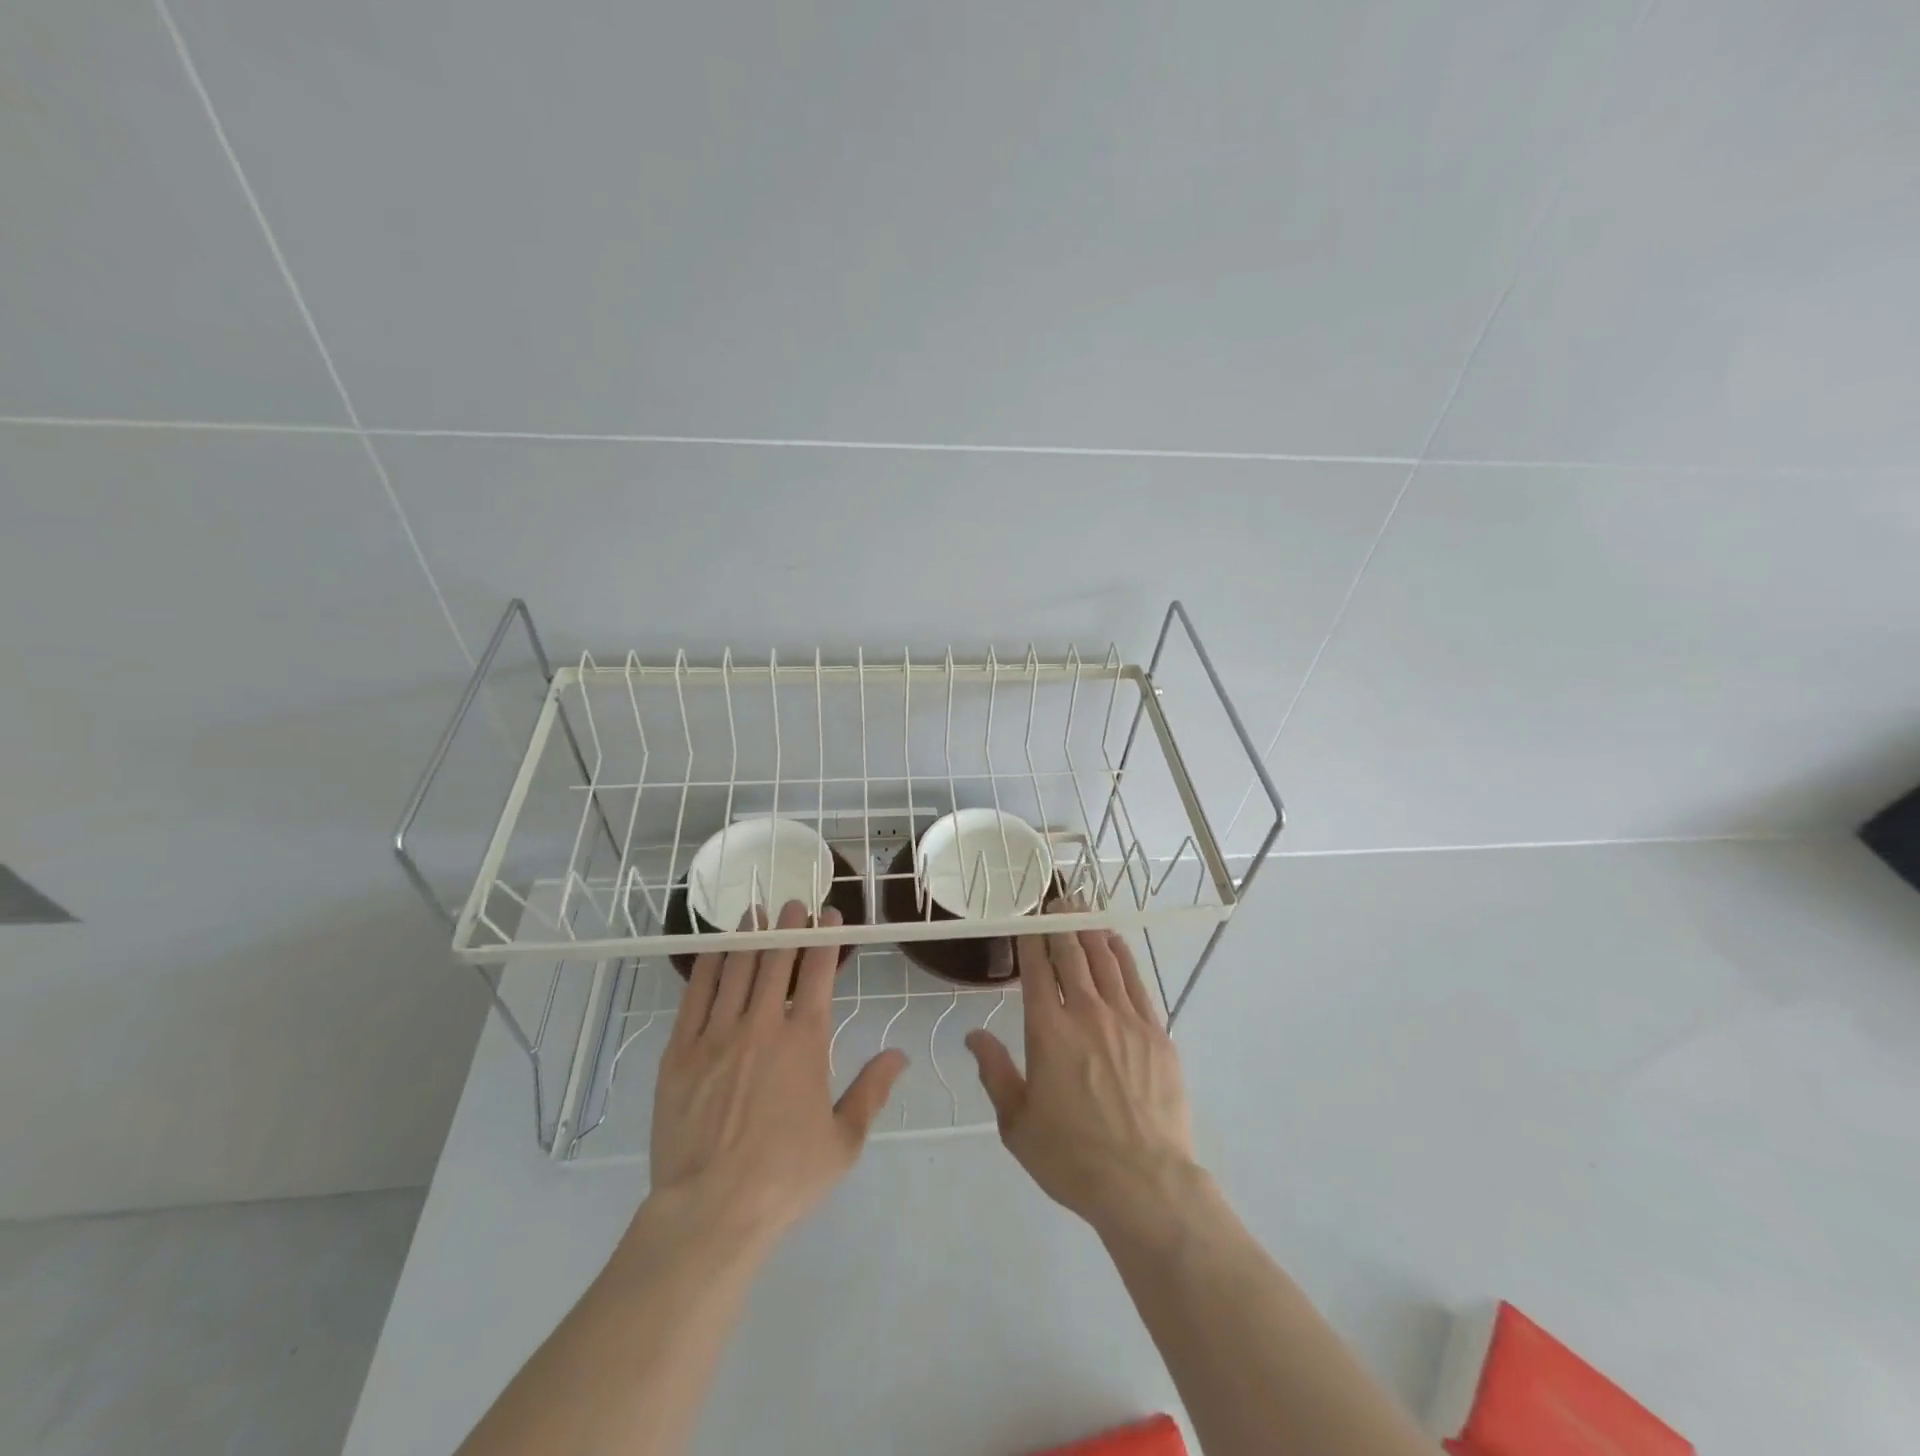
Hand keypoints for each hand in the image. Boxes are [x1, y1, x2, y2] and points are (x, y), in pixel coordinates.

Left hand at [650, 901, 907, 1240]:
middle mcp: (762, 1025)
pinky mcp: (680, 1052)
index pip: (817, 972)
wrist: (710, 1211)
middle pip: (776, 960)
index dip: (824, 938)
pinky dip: (709, 966)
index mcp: (805, 1041)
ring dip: (750, 936)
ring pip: (737, 969)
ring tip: (757, 912)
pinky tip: (716, 949)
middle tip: (793, 903)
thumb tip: (899, 1055)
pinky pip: (696, 995)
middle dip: (787, 926)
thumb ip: (872, 1092)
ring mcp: (717, 1035)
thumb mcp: (844, 1142)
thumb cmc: (785, 1178)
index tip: (828, 915)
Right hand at [965, 911, 1201, 1239]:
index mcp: (1048, 1031)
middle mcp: (1086, 1013)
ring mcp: (1126, 1019)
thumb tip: (974, 1035)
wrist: (1145, 1184)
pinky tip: (1114, 942)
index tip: (1026, 919)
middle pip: (1071, 954)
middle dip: (1060, 922)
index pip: (1036, 969)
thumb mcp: (1017, 1124)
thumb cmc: (1072, 1157)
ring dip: (1090, 929)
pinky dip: (1122, 954)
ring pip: (1105, 959)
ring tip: (1081, 909)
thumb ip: (995, 1072)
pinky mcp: (1157, 1032)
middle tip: (1055, 900)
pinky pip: (1136, 980)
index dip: (1030, 938)